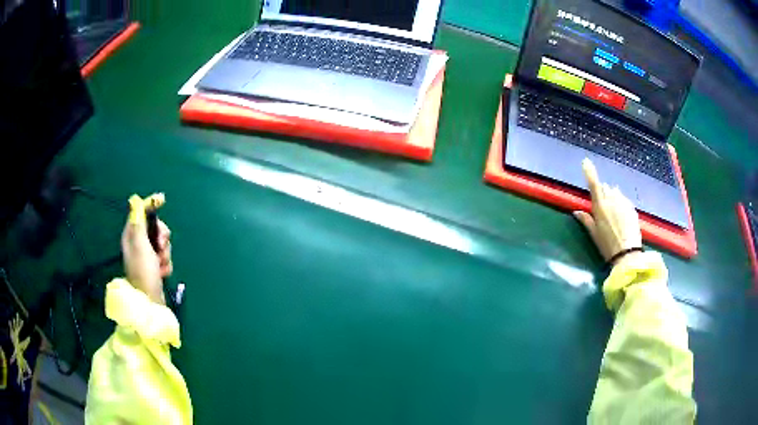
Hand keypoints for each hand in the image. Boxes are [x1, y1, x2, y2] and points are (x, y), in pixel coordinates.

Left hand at [121, 193, 172, 304]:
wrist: (150, 302)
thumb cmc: (143, 271)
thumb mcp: (140, 244)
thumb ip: (139, 222)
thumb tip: (136, 201)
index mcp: (131, 236)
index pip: (140, 213)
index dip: (151, 206)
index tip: (162, 200)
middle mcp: (138, 244)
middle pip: (154, 228)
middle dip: (162, 236)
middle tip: (161, 246)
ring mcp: (146, 257)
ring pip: (162, 244)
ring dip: (165, 253)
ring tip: (160, 265)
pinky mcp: (154, 267)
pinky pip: (164, 258)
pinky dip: (166, 264)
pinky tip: (162, 273)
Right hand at [573, 159, 642, 264]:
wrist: (628, 253)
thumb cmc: (607, 246)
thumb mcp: (594, 234)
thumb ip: (586, 220)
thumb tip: (576, 211)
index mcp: (600, 206)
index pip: (593, 183)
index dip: (589, 171)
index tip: (585, 161)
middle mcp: (612, 199)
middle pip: (605, 188)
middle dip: (602, 191)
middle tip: (601, 205)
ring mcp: (623, 202)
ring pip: (615, 192)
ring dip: (612, 196)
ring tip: (612, 211)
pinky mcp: (631, 207)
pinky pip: (624, 199)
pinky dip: (620, 203)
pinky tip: (621, 216)